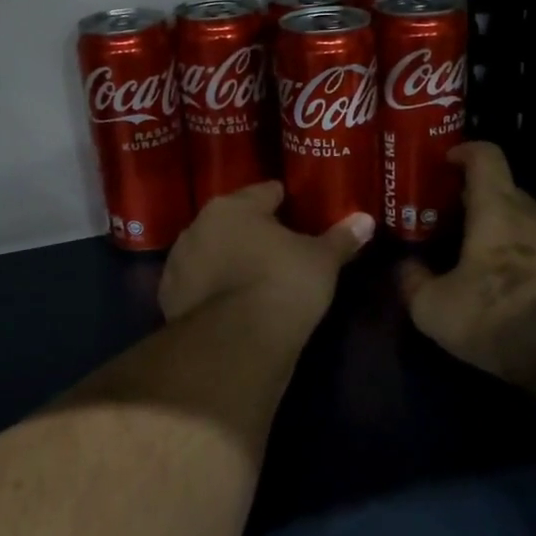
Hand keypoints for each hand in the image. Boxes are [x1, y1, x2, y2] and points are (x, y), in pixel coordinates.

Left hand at [159, 182, 373, 336]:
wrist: (235, 344)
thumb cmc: (283, 285)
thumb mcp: (322, 261)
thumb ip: (341, 238)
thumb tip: (366, 219)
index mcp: (234, 206)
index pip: (265, 192)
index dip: (285, 201)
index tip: (299, 213)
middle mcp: (199, 226)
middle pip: (233, 221)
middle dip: (253, 232)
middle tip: (280, 249)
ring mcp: (179, 262)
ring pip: (211, 252)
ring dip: (228, 260)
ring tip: (254, 279)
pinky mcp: (169, 298)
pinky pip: (198, 284)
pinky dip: (212, 290)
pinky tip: (231, 304)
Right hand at [399, 143, 535, 395]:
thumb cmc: (496, 318)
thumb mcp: (433, 307)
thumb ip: (410, 280)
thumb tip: (404, 266)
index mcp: (497, 207)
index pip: (485, 155)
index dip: (461, 151)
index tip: (440, 163)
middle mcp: (530, 212)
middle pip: (499, 186)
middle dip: (467, 194)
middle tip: (437, 214)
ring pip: (517, 214)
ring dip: (490, 221)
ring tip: (461, 243)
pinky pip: (532, 239)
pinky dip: (510, 243)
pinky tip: (491, 272)